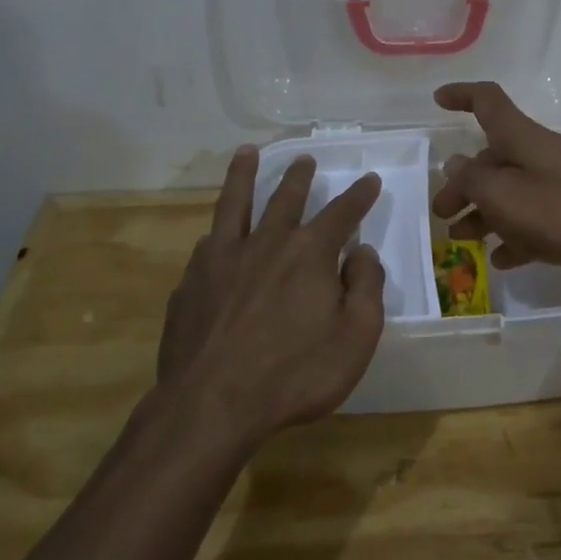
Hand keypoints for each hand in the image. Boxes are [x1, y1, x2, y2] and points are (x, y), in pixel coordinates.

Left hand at [160, 145, 385, 442]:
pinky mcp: (190, 283)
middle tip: (306, 159)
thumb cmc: (295, 374)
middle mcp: (265, 243)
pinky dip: (216, 233)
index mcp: (309, 253)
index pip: (342, 213)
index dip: (359, 195)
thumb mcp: (356, 336)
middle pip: (285, 198)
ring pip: (234, 204)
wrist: (211, 406)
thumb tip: (361, 252)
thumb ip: (366, 287)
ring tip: (246, 153)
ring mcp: (221, 259)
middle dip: (299, 177)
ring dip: (243, 175)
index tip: (370, 179)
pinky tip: (211, 235)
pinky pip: (206, 246)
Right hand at [429, 82, 560, 281]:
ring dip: (483, 214)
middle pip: (491, 160)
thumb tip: (454, 164)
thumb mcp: (502, 194)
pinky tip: (500, 261)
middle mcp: (537, 156)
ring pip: (510, 195)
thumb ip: (472, 180)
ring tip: (462, 240)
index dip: (461, 95)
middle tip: (442, 214)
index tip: (437, 100)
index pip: (487, 101)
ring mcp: (557, 186)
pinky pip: (533, 223)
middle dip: (462, 184)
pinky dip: (513, 237)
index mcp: (519, 138)